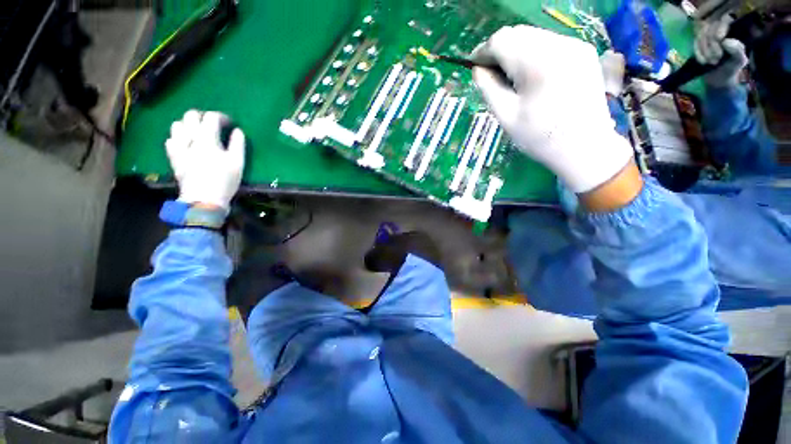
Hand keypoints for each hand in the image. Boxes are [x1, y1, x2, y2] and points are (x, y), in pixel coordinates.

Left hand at [165, 110, 244, 210]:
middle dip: (202, 116)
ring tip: (197, 132)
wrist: (203, 199)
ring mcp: (179, 148)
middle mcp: (189, 139)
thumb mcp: (238, 163)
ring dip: (188, 125)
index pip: (211, 118)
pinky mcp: (173, 157)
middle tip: (212, 124)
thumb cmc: (224, 181)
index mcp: (207, 139)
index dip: (221, 117)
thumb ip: (238, 144)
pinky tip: (185, 144)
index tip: (230, 123)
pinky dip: (178, 138)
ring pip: (177, 125)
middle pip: (190, 116)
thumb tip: (238, 131)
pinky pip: (170, 141)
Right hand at [471, 25, 633, 193]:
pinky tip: (532, 76)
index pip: (501, 40)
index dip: (483, 51)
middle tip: (492, 75)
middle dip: (499, 50)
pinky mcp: (583, 51)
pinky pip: (549, 43)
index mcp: (537, 64)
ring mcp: (575, 45)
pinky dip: (534, 54)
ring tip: (512, 78)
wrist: (584, 146)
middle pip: (518, 33)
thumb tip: (477, 69)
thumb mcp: (506, 116)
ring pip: (533, 36)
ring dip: (516, 52)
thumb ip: (489, 88)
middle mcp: (559, 45)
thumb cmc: (540, 137)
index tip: (475, 67)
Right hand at [694, 15, 747, 87]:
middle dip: (711, 43)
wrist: (718, 78)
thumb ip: (737, 50)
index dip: (719, 27)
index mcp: (733, 30)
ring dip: (704, 50)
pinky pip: (694, 43)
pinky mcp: (698, 43)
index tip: (719, 39)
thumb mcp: (739, 61)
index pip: (723, 20)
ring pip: (701, 34)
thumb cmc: (731, 68)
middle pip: (710, 27)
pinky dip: (698, 53)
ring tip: (710, 61)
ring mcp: (707, 35)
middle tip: (716, 58)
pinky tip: (703, 61)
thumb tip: (725, 41)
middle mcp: (719, 29)